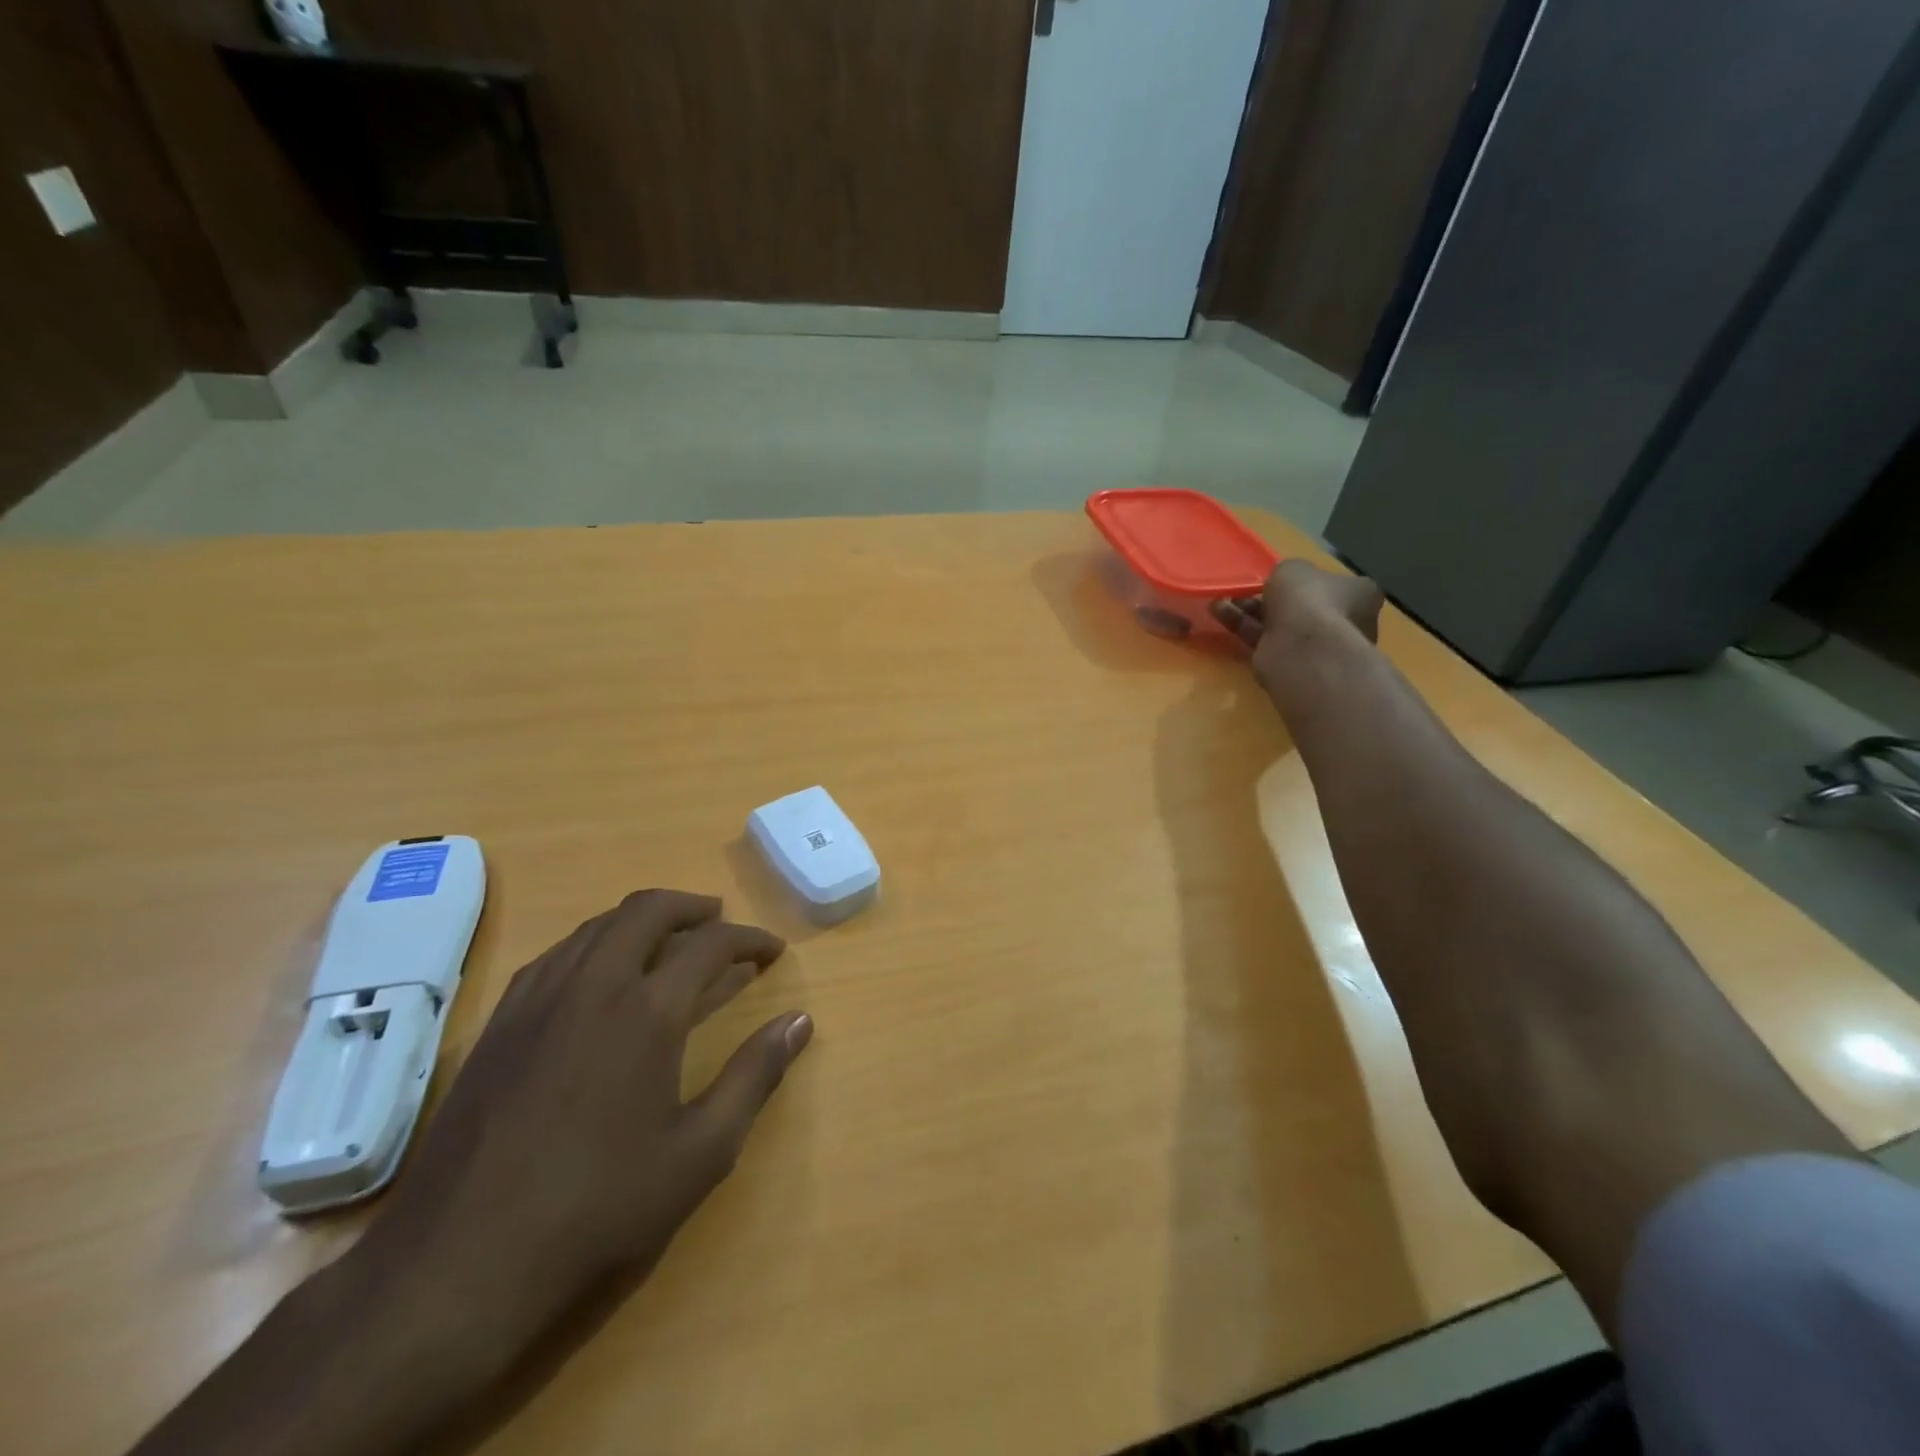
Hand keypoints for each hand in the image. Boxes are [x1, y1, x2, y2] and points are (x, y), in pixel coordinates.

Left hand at [348, 889, 812, 1383]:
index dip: (749, 939)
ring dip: (643, 919)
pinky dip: (597, 943)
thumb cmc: (596, 1210)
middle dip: (692, 906)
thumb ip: (755, 1076)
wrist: (455, 1267)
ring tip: (670, 940)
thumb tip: (800, 1021)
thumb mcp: (700, 1152)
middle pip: (647, 911)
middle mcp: (594, 985)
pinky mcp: (500, 1022)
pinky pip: (559, 954)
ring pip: (599, 925)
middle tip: (721, 922)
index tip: (772, 950)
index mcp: (647, 1011)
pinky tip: (603, 975)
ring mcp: (539, 998)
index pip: (711, 944)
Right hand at [1211, 560, 1384, 695]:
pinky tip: (1219, 614)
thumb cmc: (1309, 600)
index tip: (1280, 578)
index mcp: (1359, 594)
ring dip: (1249, 612)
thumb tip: (1286, 584)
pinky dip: (1242, 627)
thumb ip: (1288, 574)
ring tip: (1220, 601)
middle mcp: (1345, 622)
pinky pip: (1264, 641)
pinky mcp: (1291, 665)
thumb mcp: (1294, 569)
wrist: (1302, 648)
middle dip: (1271, 599)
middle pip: (1304, 607)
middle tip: (1244, 591)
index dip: (1306, 581)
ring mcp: (1319, 647)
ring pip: (1279, 625)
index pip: (1334, 584)